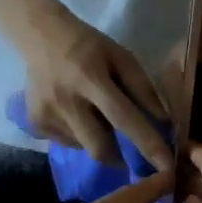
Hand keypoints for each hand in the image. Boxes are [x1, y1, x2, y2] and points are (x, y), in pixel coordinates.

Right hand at [18, 10, 172, 170]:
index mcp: (90, 78)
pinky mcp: (35, 124)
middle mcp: (66, 101)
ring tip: (92, 114)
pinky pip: (66, 142)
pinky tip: (74, 112)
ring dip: (97, 138)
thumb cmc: (88, 45)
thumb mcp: (120, 56)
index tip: (166, 165)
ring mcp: (47, 115)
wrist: (40, 36)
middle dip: (119, 156)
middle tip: (128, 152)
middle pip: (99, 147)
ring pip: (83, 146)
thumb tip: (162, 122)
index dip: (146, 142)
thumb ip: (142, 87)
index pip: (123, 117)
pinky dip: (78, 135)